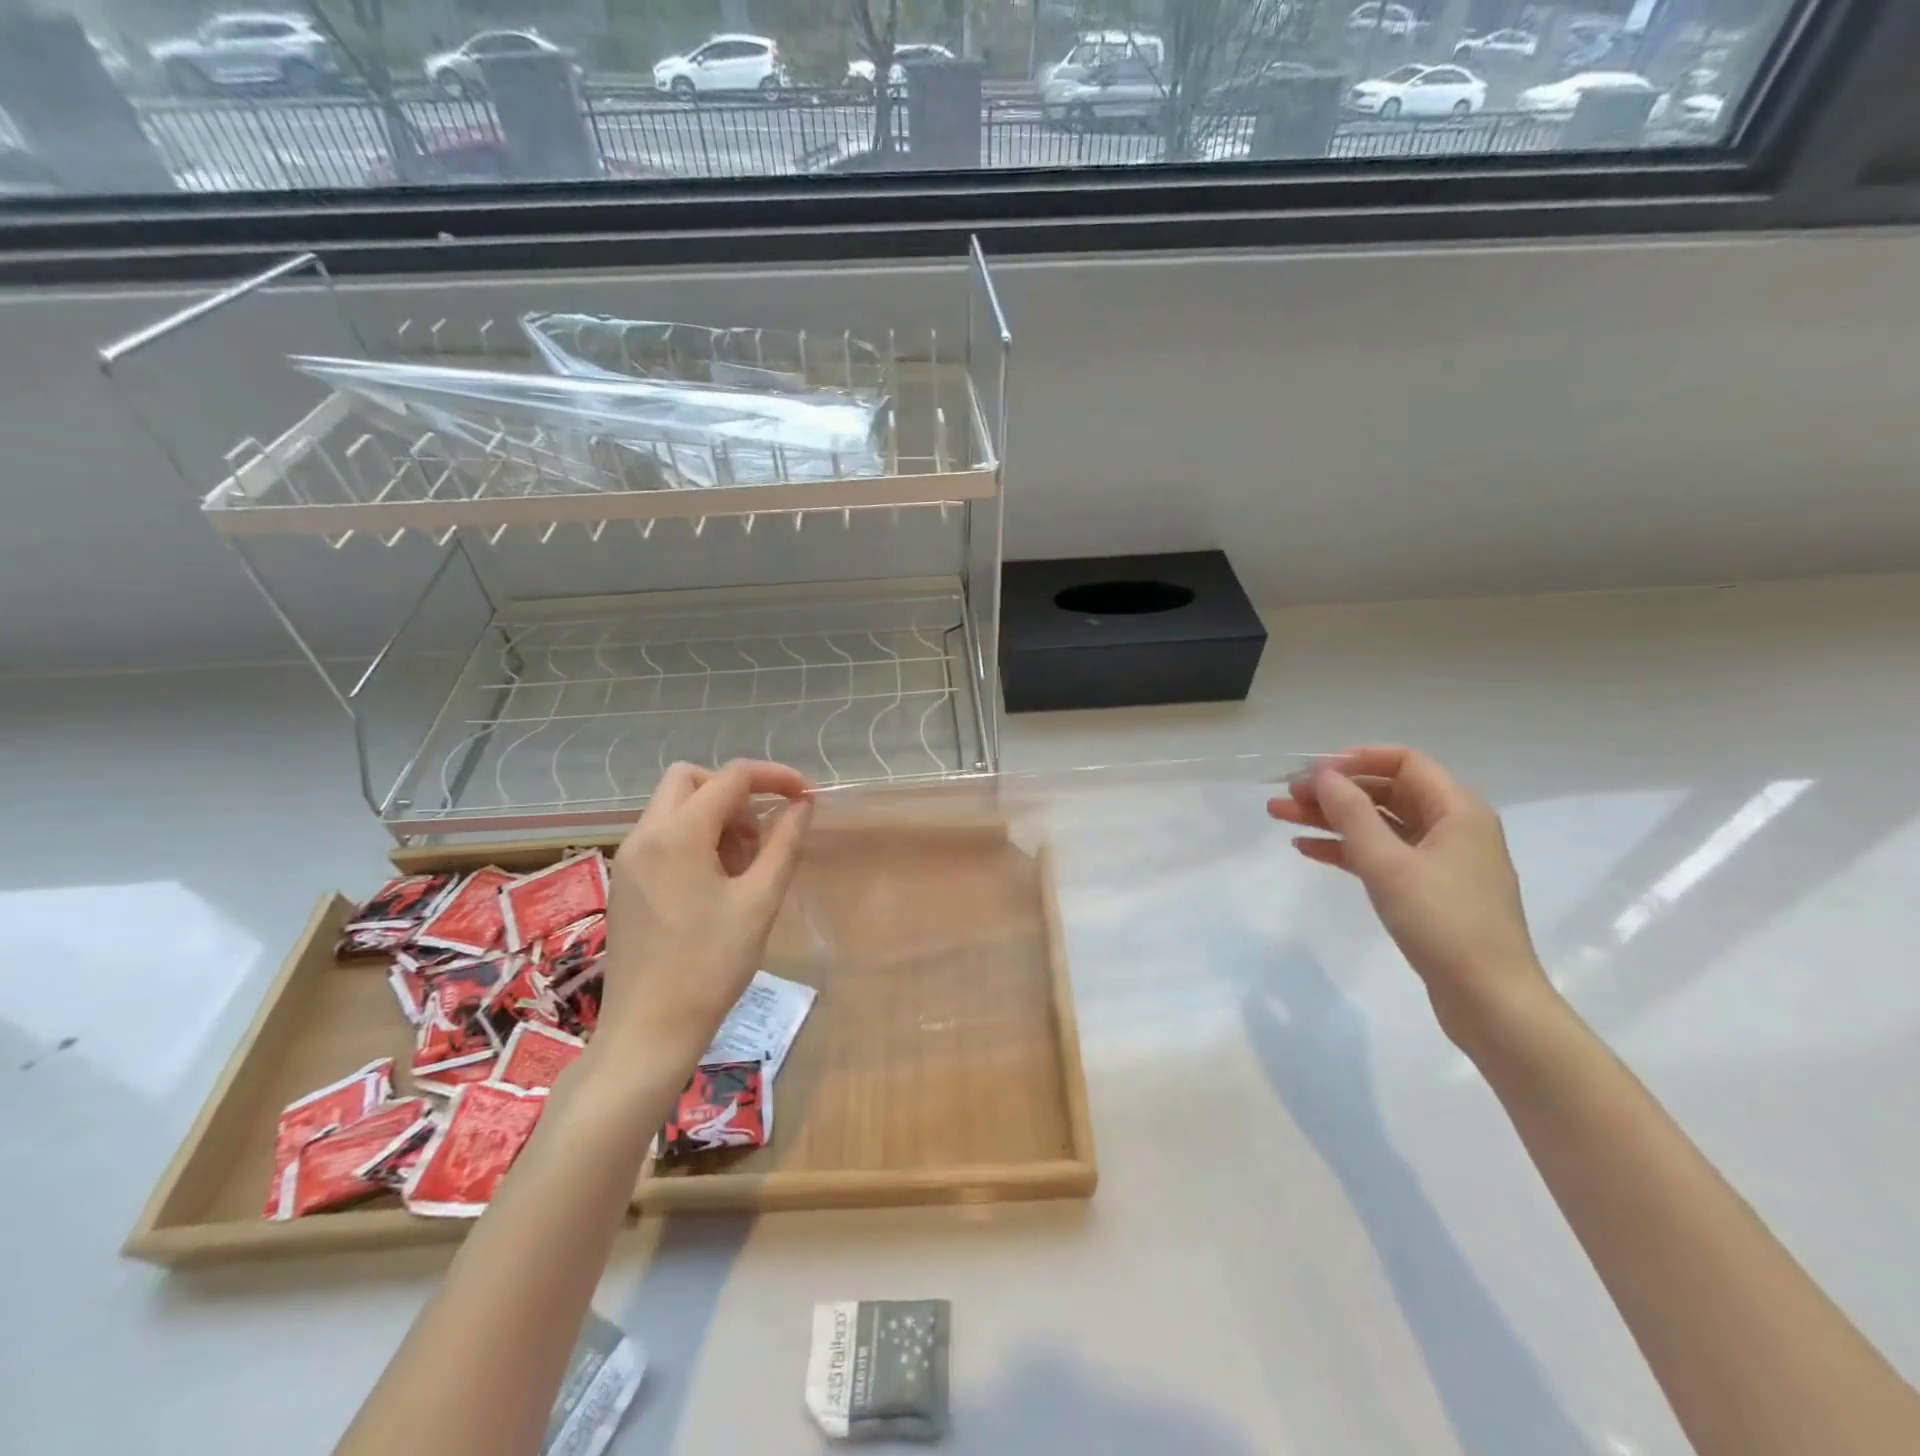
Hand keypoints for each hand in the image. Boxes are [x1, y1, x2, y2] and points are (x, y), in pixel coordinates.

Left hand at [600, 759, 812, 1066]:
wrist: (648, 1030)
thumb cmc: (710, 965)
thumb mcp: (760, 901)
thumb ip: (784, 843)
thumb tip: (802, 804)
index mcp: (677, 834)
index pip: (731, 777)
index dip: (774, 777)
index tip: (806, 796)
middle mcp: (644, 835)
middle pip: (690, 779)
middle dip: (734, 792)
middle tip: (761, 834)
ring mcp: (628, 858)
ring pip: (674, 807)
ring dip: (714, 816)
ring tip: (743, 867)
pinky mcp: (625, 882)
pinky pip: (662, 836)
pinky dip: (693, 838)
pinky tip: (715, 884)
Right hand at [1268, 746, 1550, 1046]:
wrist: (1489, 999)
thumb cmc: (1443, 921)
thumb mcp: (1388, 863)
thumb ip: (1352, 813)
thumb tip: (1324, 774)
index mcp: (1457, 810)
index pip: (1404, 762)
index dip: (1356, 760)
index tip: (1314, 772)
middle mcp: (1452, 827)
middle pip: (1385, 793)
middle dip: (1333, 792)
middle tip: (1285, 796)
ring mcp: (1440, 860)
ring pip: (1377, 825)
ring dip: (1330, 819)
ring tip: (1280, 816)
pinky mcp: (1427, 890)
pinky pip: (1381, 855)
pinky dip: (1345, 849)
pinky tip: (1307, 848)